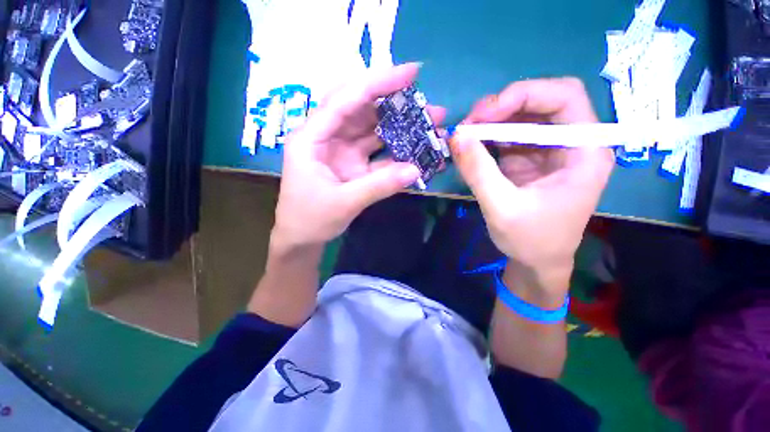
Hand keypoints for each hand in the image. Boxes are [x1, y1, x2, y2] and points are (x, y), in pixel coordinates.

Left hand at [272, 63, 445, 249]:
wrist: (302, 239)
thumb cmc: (310, 219)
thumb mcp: (344, 203)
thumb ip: (379, 186)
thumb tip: (416, 170)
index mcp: (312, 137)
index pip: (345, 100)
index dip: (377, 84)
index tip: (411, 73)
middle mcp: (327, 137)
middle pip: (362, 111)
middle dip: (395, 105)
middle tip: (428, 105)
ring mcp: (343, 151)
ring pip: (373, 131)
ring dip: (400, 127)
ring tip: (430, 125)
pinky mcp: (354, 165)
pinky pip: (378, 152)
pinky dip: (397, 151)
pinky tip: (416, 150)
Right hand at [451, 78, 613, 290]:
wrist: (537, 262)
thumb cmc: (530, 240)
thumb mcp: (501, 208)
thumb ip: (478, 171)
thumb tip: (456, 136)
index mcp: (584, 152)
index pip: (565, 97)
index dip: (525, 94)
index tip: (486, 113)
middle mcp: (573, 143)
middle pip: (542, 102)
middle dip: (503, 107)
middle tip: (470, 123)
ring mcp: (550, 150)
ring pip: (523, 117)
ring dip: (492, 121)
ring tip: (465, 134)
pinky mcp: (531, 160)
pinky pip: (510, 137)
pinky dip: (489, 137)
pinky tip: (472, 146)